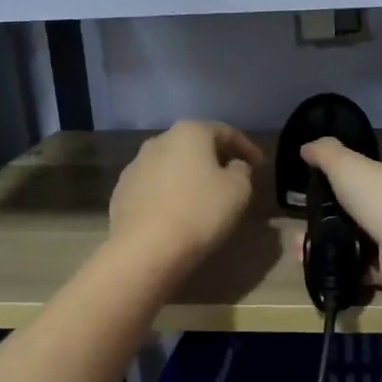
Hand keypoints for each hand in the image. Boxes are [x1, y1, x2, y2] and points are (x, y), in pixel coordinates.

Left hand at [109, 122, 262, 272]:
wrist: (145, 249)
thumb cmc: (200, 212)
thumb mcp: (238, 190)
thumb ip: (242, 171)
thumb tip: (233, 166)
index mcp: (189, 133)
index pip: (225, 132)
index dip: (246, 147)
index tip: (260, 165)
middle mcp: (158, 141)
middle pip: (194, 144)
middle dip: (215, 158)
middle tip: (232, 177)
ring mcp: (135, 166)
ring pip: (171, 165)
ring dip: (189, 175)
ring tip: (204, 196)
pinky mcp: (121, 193)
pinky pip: (154, 186)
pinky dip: (170, 193)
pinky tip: (178, 212)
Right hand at [300, 139, 381, 303]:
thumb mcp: (347, 165)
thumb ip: (326, 154)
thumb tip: (306, 146)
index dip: (361, 169)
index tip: (333, 177)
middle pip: (371, 202)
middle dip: (342, 209)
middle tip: (310, 213)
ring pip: (364, 236)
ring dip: (336, 238)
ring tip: (302, 241)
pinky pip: (362, 266)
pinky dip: (341, 264)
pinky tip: (315, 262)